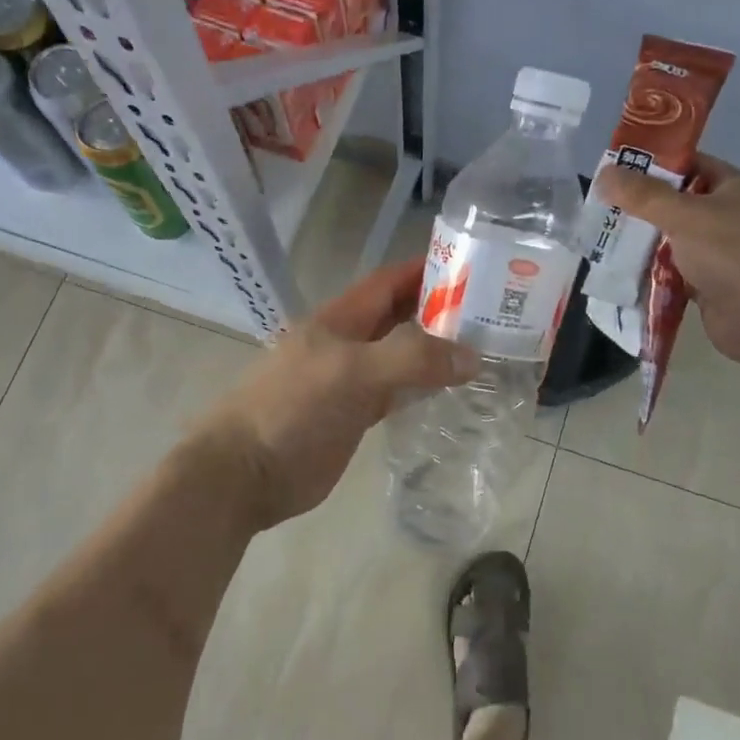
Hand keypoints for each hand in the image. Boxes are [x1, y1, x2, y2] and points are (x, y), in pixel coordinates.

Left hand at [198, 258, 478, 529]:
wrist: (246, 473)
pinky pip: (397, 393)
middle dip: (439, 310)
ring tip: (485, 348)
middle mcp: (347, 344)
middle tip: (493, 312)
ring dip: (435, 351)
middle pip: (399, 317)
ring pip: (401, 356)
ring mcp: (350, 382)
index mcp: (339, 320)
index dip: (425, 269)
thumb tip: (472, 356)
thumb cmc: (293, 409)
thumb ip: (411, 359)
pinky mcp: (354, 416)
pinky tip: (452, 391)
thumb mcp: (352, 372)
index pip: (389, 282)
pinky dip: (423, 388)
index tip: (473, 266)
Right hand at [596, 153, 739, 371]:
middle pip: (681, 206)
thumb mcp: (685, 216)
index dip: (655, 167)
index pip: (693, 166)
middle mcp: (735, 218)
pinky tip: (626, 277)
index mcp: (738, 189)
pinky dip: (657, 277)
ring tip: (604, 245)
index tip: (616, 174)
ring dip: (647, 246)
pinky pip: (679, 276)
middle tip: (603, 212)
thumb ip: (643, 195)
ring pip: (678, 244)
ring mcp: (728, 256)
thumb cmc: (735, 254)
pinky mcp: (717, 288)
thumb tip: (605, 173)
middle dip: (643, 211)